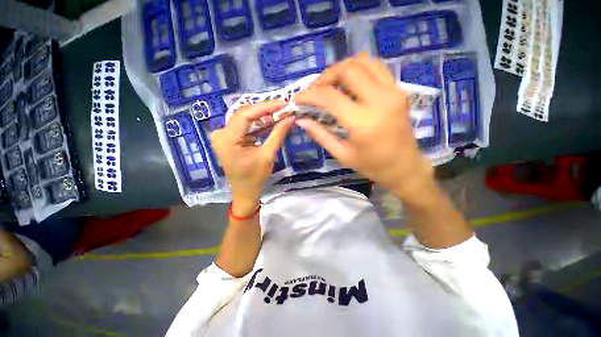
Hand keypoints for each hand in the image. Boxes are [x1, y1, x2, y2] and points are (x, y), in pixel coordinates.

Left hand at [210, 101, 294, 214]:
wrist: (245, 192)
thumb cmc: (255, 177)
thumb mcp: (268, 155)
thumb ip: (278, 134)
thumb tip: (290, 118)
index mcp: (227, 139)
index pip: (246, 114)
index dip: (265, 107)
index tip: (283, 103)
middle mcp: (221, 133)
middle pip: (245, 115)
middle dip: (266, 110)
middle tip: (284, 107)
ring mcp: (224, 135)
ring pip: (246, 119)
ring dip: (264, 117)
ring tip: (281, 113)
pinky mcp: (229, 138)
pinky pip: (245, 127)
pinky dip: (259, 125)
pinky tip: (271, 122)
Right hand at [294, 53, 435, 203]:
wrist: (405, 167)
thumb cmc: (372, 166)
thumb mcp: (342, 154)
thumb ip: (320, 135)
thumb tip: (301, 120)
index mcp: (362, 122)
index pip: (330, 97)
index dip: (310, 94)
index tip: (298, 98)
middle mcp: (380, 100)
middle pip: (348, 69)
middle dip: (325, 76)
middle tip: (315, 90)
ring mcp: (393, 91)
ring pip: (364, 61)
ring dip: (342, 68)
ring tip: (330, 84)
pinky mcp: (399, 90)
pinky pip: (376, 68)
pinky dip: (358, 69)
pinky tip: (349, 83)